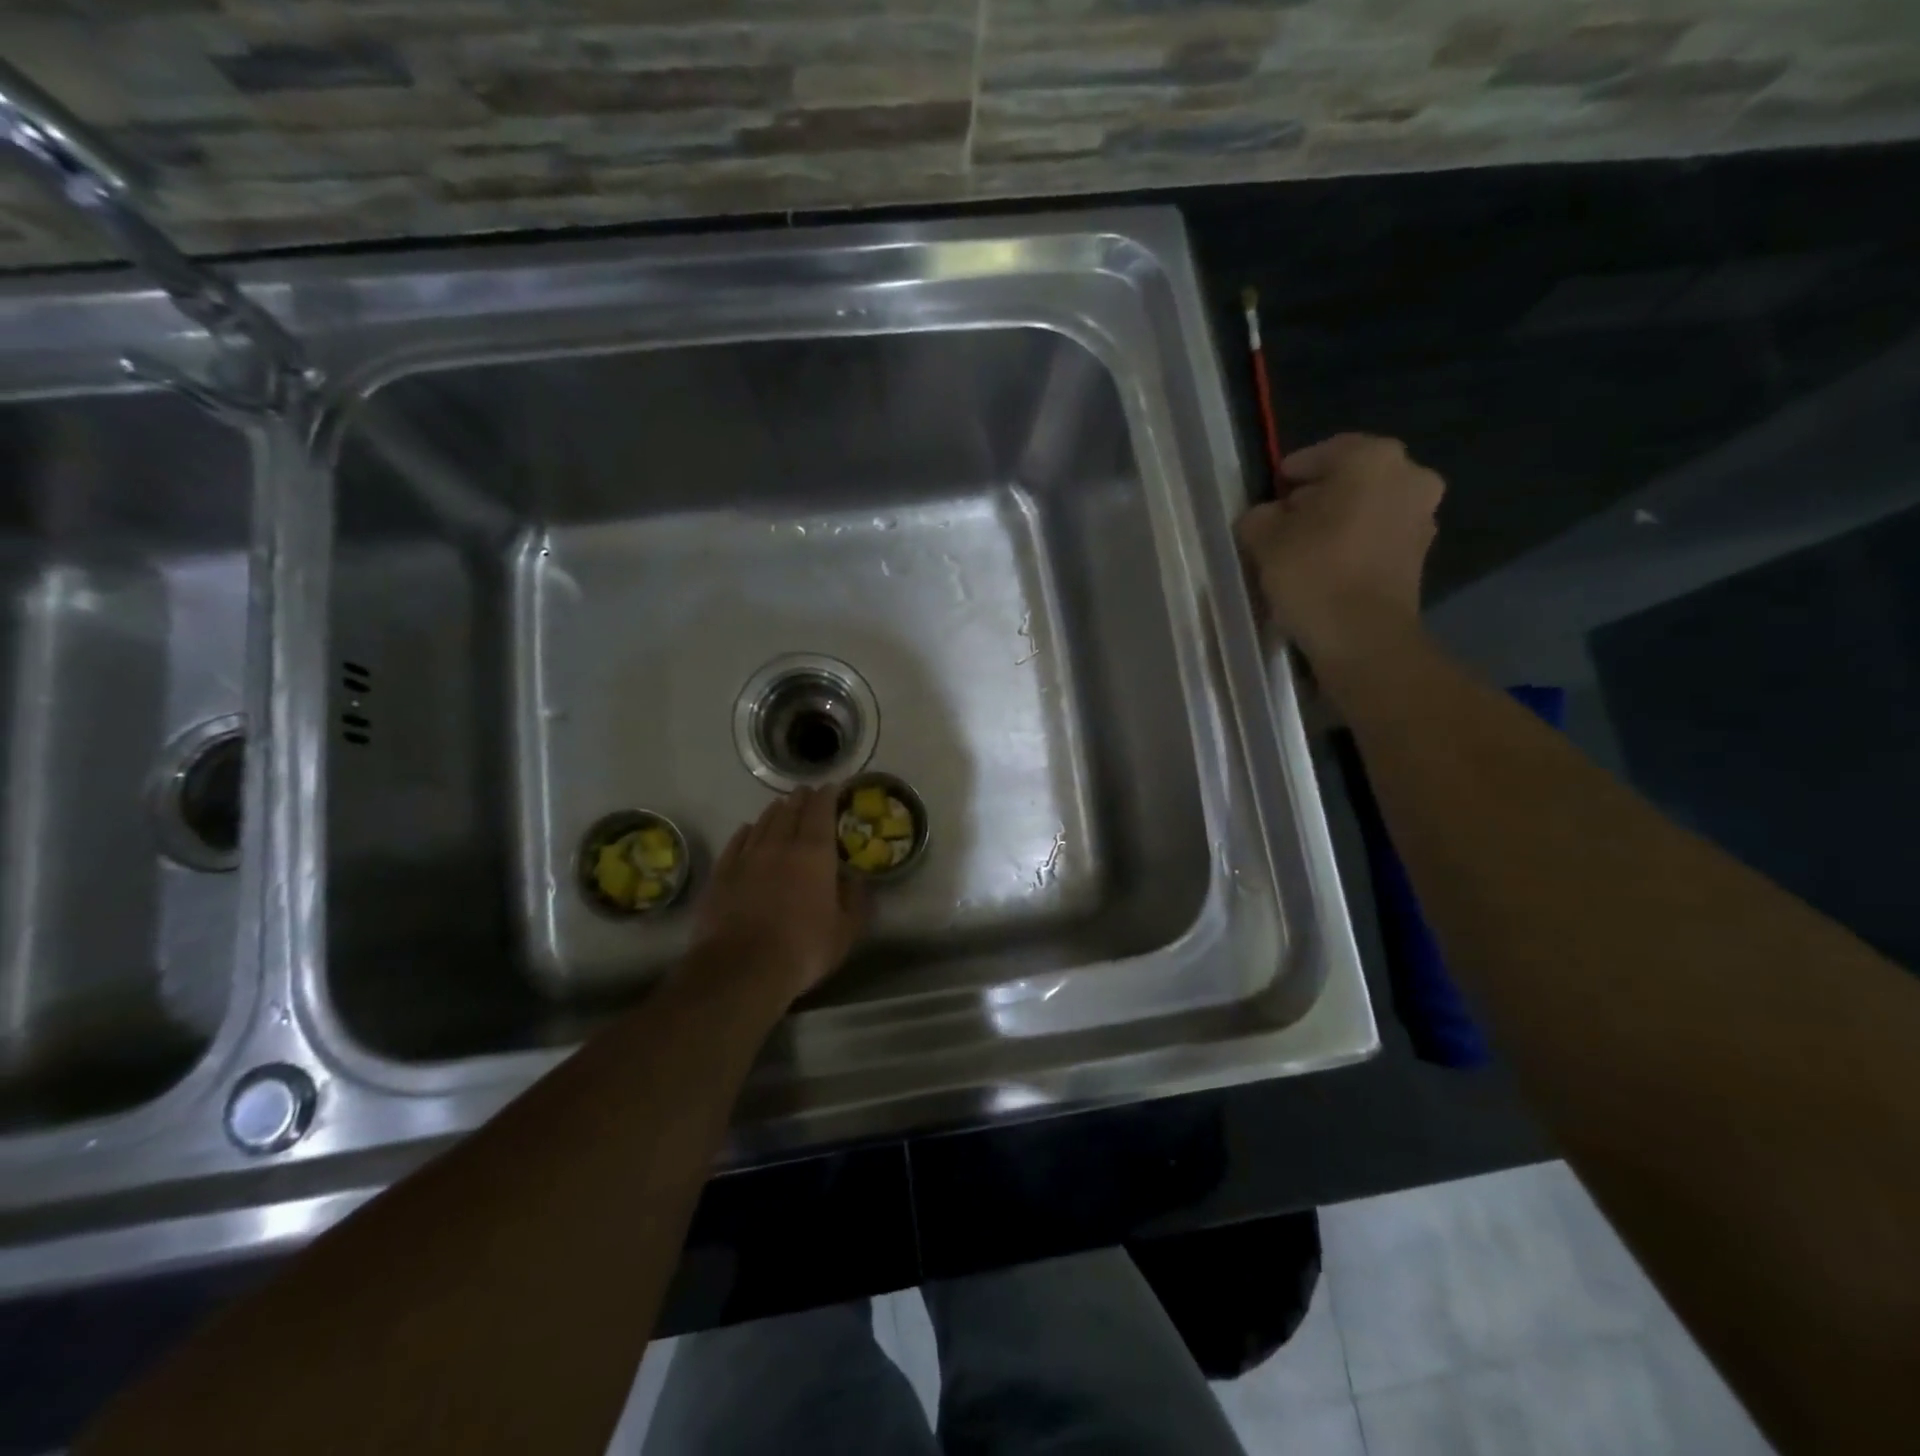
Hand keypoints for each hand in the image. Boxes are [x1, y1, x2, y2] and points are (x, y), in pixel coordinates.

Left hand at [691, 787, 867, 1004]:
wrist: (741, 968)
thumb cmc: (803, 948)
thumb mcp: (845, 931)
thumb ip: (855, 901)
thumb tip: (856, 880)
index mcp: (814, 854)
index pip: (821, 813)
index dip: (827, 797)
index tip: (831, 787)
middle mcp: (780, 846)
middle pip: (791, 812)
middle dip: (801, 799)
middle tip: (806, 791)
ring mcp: (747, 858)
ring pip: (763, 824)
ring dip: (775, 811)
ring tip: (781, 805)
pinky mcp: (722, 874)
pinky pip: (736, 843)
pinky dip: (745, 832)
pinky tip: (747, 829)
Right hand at [1235, 433, 1443, 669]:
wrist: (1362, 637)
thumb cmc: (1313, 573)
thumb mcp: (1264, 539)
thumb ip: (1259, 516)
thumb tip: (1267, 517)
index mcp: (1372, 458)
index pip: (1321, 453)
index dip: (1290, 474)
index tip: (1268, 497)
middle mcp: (1408, 476)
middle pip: (1349, 479)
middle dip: (1317, 498)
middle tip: (1283, 523)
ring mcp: (1422, 516)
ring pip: (1366, 508)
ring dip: (1337, 521)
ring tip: (1301, 550)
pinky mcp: (1420, 554)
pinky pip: (1377, 536)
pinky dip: (1353, 544)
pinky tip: (1326, 568)